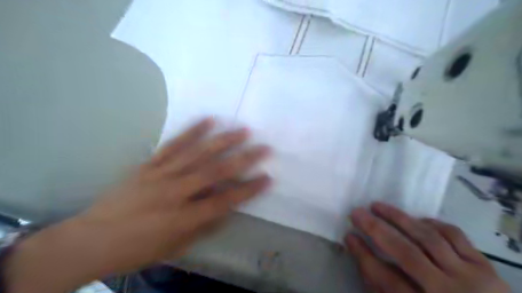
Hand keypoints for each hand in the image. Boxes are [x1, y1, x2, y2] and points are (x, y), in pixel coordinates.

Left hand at [6, 118, 270, 291]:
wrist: (91, 240)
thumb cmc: (138, 249)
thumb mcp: (176, 247)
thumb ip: (204, 226)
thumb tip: (227, 208)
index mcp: (183, 218)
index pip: (224, 201)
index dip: (248, 190)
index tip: (268, 178)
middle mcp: (175, 192)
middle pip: (215, 172)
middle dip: (244, 158)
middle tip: (264, 147)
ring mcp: (161, 174)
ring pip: (197, 153)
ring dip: (223, 140)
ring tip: (243, 130)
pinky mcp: (148, 164)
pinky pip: (173, 145)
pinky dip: (192, 131)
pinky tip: (208, 120)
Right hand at [346, 203, 510, 292]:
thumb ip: (380, 286)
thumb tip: (359, 251)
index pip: (385, 277)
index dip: (363, 254)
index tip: (349, 235)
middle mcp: (448, 291)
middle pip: (406, 253)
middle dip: (376, 229)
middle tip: (356, 212)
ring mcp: (471, 278)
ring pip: (428, 237)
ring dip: (398, 217)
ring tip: (377, 206)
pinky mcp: (484, 266)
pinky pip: (454, 234)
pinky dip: (431, 224)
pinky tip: (415, 219)